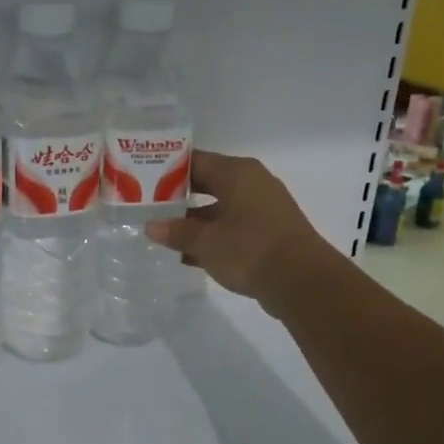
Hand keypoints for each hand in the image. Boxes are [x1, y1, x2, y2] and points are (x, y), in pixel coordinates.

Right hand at [146, 151, 340, 313]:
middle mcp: (251, 185)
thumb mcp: (206, 241)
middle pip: (207, 185)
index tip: (142, 179)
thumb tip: (152, 226)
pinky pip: (230, 230)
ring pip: (218, 210)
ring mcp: (262, 211)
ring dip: (193, 222)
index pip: (196, 161)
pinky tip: (186, 255)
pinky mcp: (266, 236)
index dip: (168, 169)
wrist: (302, 282)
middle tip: (146, 206)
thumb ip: (177, 232)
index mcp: (237, 173)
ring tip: (160, 233)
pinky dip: (211, 239)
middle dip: (177, 197)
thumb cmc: (250, 248)